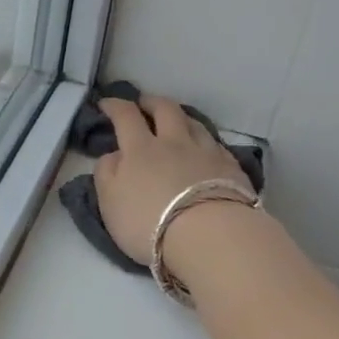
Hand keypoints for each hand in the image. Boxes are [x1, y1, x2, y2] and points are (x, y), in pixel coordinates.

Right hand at [93, 95, 251, 273]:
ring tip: (177, 121)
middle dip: (151, 102)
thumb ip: (106, 173)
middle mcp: (174, 142)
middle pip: (165, 109)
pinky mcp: (231, 168)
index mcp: (140, 149)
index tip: (107, 103)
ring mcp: (206, 152)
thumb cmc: (150, 222)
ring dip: (182, 117)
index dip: (114, 105)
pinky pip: (216, 145)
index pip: (125, 116)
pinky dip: (205, 141)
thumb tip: (114, 154)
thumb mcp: (110, 203)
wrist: (210, 236)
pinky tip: (206, 149)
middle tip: (144, 103)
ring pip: (194, 123)